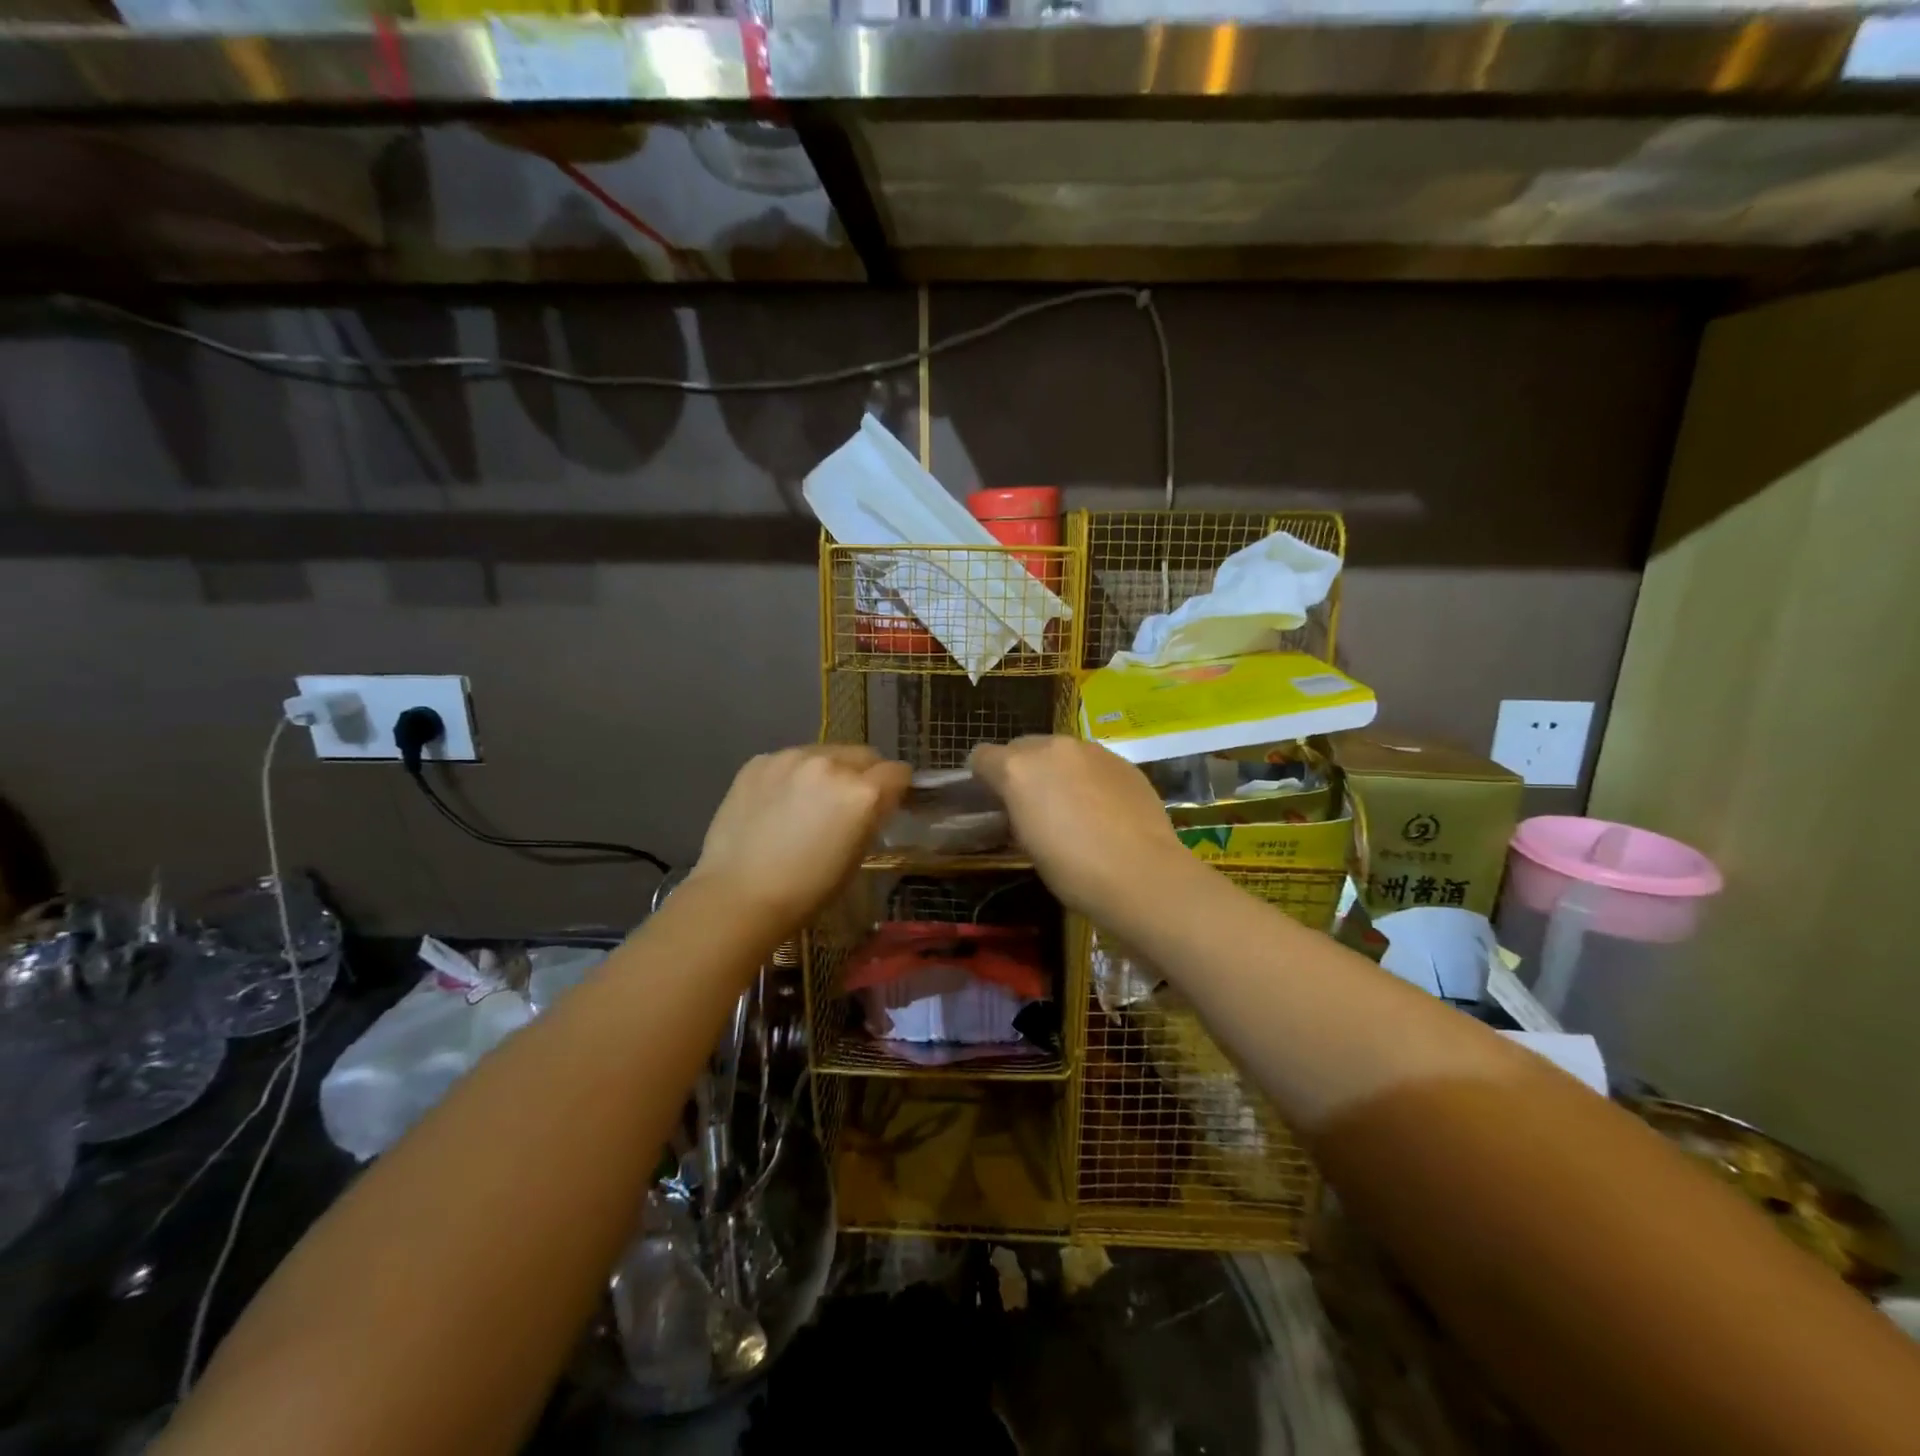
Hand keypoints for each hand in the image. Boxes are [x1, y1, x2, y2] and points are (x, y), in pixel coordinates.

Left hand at [689, 745, 910, 929]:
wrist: (737, 896)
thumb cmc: (806, 890)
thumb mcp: (855, 857)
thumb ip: (870, 819)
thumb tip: (875, 803)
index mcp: (861, 792)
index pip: (898, 772)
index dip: (896, 789)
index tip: (886, 804)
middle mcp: (830, 764)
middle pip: (864, 755)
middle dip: (864, 775)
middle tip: (846, 805)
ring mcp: (791, 758)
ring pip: (826, 753)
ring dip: (827, 772)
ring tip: (807, 803)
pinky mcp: (759, 761)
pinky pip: (790, 760)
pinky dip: (793, 776)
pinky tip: (777, 805)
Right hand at [969, 736, 1191, 917]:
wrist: (1141, 874)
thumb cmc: (1072, 870)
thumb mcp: (1027, 844)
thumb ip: (1016, 812)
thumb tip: (1020, 807)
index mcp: (1018, 768)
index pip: (982, 756)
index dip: (983, 777)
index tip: (993, 800)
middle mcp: (1052, 747)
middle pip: (1022, 746)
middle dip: (1021, 769)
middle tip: (1032, 804)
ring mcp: (1091, 750)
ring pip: (1060, 752)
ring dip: (1057, 770)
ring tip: (1072, 807)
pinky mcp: (1122, 761)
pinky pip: (1093, 762)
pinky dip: (1089, 777)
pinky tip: (1103, 809)